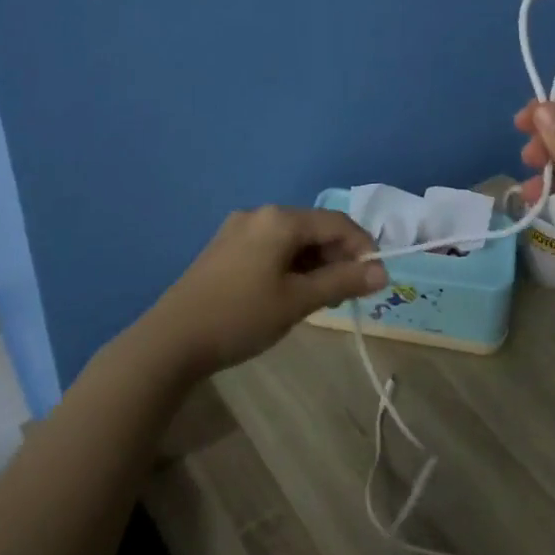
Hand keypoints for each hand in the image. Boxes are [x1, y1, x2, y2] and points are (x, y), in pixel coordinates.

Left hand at [147, 206, 387, 377]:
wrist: (171, 340)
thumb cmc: (241, 316)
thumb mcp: (298, 301)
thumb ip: (342, 282)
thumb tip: (383, 271)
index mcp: (280, 219)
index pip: (337, 223)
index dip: (362, 248)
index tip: (375, 279)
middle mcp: (260, 214)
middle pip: (314, 228)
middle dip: (336, 257)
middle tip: (346, 295)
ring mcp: (238, 229)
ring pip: (292, 239)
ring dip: (314, 263)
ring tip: (319, 299)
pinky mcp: (225, 247)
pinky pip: (270, 247)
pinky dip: (289, 265)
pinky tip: (289, 293)